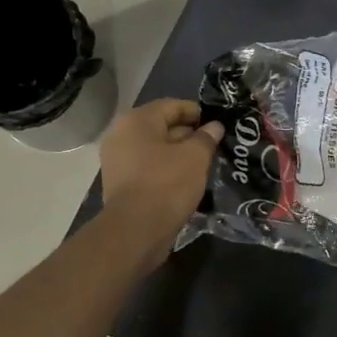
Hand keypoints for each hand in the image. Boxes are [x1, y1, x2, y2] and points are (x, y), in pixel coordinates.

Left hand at [100, 99, 223, 252]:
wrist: (136, 231)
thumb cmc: (167, 184)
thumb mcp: (195, 157)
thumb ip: (207, 138)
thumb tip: (214, 127)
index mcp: (137, 120)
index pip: (173, 106)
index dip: (198, 113)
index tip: (219, 125)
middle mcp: (122, 135)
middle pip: (163, 127)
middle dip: (190, 135)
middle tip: (215, 146)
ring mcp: (118, 161)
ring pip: (156, 149)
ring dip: (180, 154)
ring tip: (205, 164)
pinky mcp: (121, 183)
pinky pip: (149, 168)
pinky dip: (167, 170)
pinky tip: (187, 181)